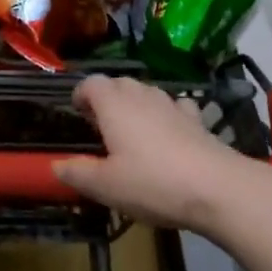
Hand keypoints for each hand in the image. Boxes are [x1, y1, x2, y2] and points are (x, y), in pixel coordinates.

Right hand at [52, 76, 251, 231]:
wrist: (216, 187)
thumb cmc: (152, 182)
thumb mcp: (106, 186)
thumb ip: (77, 172)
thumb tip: (55, 164)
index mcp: (113, 104)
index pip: (91, 83)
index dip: (81, 94)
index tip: (77, 113)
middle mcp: (140, 94)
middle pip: (118, 84)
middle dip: (106, 99)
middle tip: (100, 126)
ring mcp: (170, 103)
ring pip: (145, 93)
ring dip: (134, 106)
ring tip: (131, 133)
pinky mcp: (195, 118)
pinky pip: (174, 107)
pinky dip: (166, 115)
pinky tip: (169, 134)